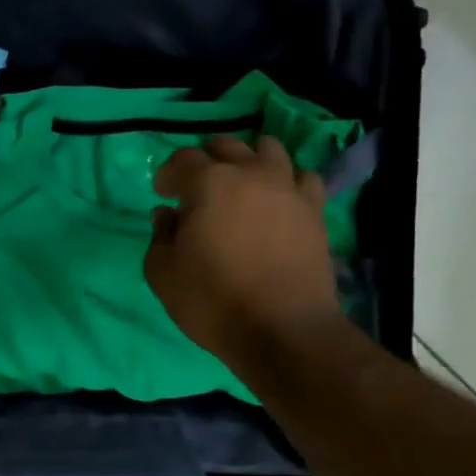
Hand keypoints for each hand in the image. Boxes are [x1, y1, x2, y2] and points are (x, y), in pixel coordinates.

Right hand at [145, 135, 339, 365]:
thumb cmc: (213, 301)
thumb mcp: (163, 274)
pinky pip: (303, 177)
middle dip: (206, 159)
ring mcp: (288, 189)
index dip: (168, 174)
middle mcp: (250, 174)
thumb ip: (160, 236)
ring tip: (241, 183)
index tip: (163, 194)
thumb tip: (167, 215)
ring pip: (269, 149)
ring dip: (249, 159)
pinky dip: (287, 180)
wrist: (283, 330)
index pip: (183, 159)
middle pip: (227, 145)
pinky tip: (278, 199)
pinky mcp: (315, 210)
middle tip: (197, 186)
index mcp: (208, 183)